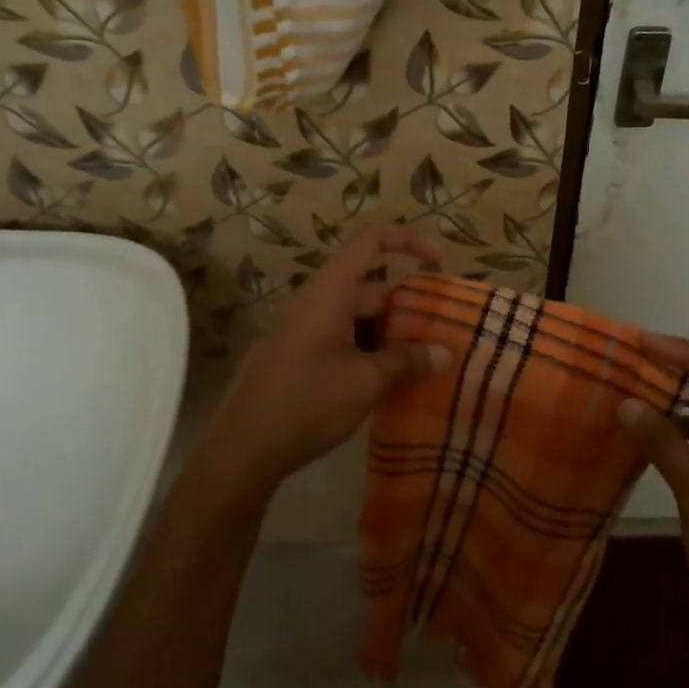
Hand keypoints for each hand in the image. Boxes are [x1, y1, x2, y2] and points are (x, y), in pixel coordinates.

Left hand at [200, 224, 451, 494]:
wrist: (243, 447)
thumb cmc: (307, 403)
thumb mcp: (366, 382)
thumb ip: (407, 361)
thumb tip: (445, 353)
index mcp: (330, 291)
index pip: (370, 240)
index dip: (408, 240)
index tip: (439, 263)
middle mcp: (317, 301)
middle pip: (372, 288)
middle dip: (409, 310)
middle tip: (442, 340)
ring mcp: (305, 328)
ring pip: (359, 318)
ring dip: (391, 337)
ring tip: (423, 366)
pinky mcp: (299, 355)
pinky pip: (343, 339)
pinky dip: (370, 352)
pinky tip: (389, 383)